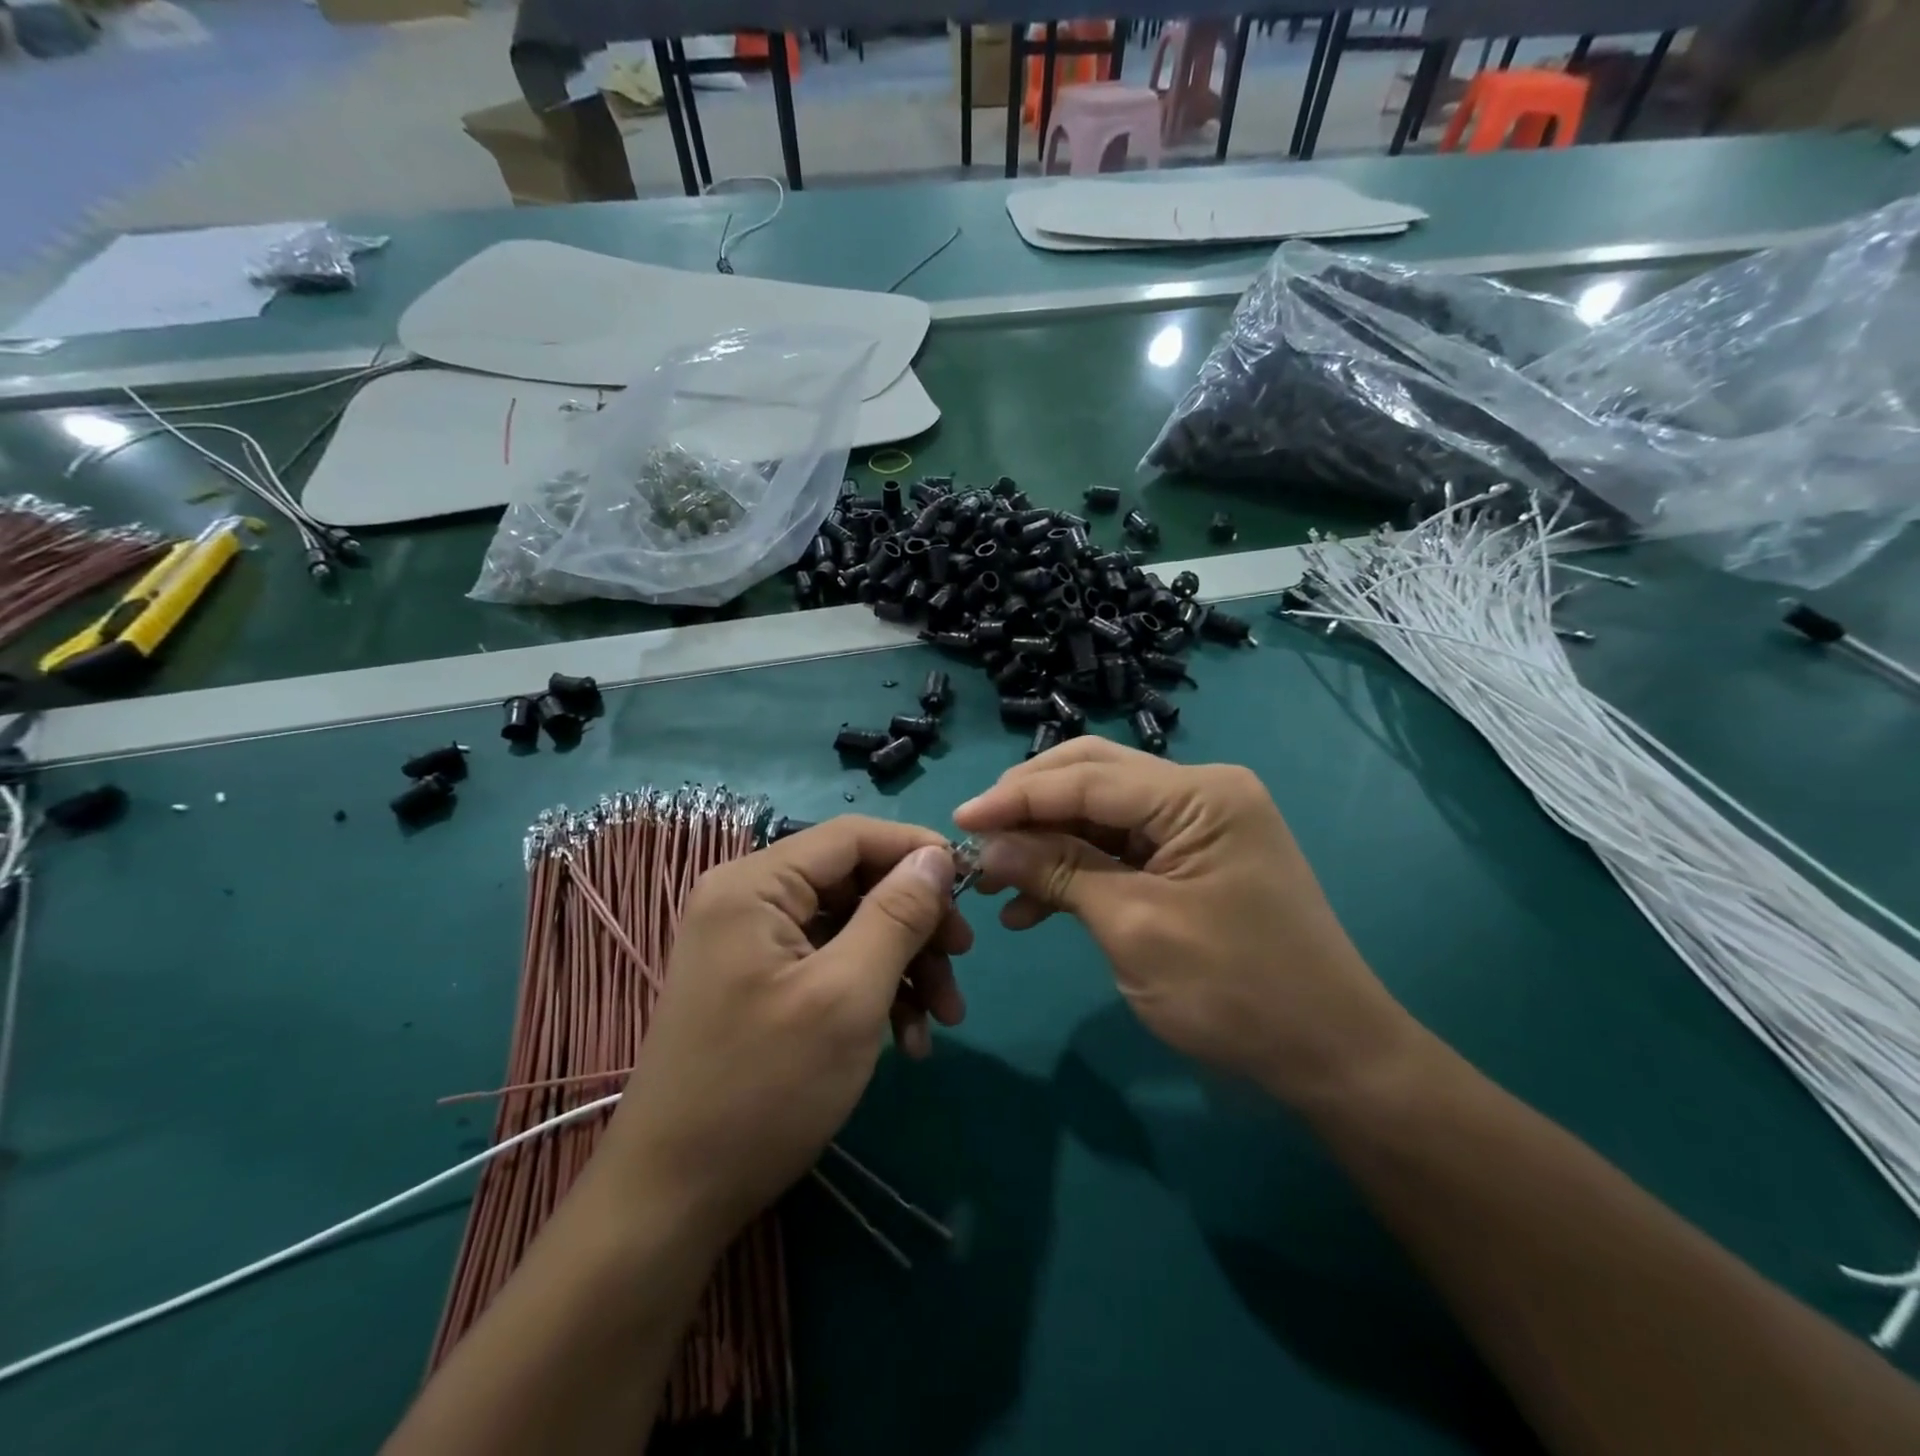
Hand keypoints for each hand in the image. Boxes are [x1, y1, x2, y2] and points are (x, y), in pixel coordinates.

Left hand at [601, 817, 970, 1235]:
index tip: (972, 889)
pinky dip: (873, 992)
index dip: (917, 852)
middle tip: (963, 963)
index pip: (853, 836)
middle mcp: (749, 899)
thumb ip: (897, 915)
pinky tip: (908, 1040)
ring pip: (851, 926)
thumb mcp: (848, 996)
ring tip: (943, 1020)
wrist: (673, 1199)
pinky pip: (830, 963)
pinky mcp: (760, 982)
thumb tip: (937, 857)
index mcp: (756, 884)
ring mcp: (752, 943)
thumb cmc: (764, 1089)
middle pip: (856, 882)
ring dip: (903, 965)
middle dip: (916, 923)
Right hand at [952, 738, 1418, 1108]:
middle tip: (976, 838)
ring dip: (1046, 842)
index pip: (1089, 778)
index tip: (958, 819)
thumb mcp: (1134, 928)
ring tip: (994, 880)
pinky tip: (1033, 905)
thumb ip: (1059, 873)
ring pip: (1100, 815)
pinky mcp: (1191, 859)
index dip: (1017, 797)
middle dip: (1030, 808)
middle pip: (1093, 778)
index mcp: (1199, 795)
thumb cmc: (1235, 991)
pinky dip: (1076, 870)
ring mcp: (1198, 825)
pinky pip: (1120, 850)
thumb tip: (987, 847)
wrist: (1330, 1056)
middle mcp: (1200, 792)